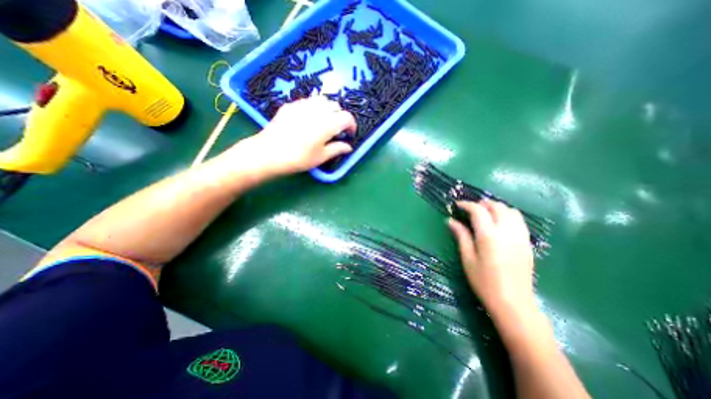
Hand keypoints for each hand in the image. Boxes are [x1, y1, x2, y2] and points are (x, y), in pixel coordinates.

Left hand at [235, 95, 355, 174]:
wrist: (269, 153)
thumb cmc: (299, 158)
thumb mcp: (321, 157)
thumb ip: (337, 149)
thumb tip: (348, 147)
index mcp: (328, 123)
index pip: (347, 117)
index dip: (351, 125)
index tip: (349, 134)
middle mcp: (317, 109)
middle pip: (335, 105)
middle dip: (340, 116)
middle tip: (337, 129)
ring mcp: (302, 104)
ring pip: (322, 100)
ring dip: (328, 109)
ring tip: (324, 122)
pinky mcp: (290, 105)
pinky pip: (307, 101)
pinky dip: (314, 107)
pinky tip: (308, 119)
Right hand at [446, 200, 536, 321]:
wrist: (513, 303)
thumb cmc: (484, 282)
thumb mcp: (467, 258)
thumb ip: (461, 236)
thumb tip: (450, 221)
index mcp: (489, 236)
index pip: (478, 211)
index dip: (467, 205)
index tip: (457, 205)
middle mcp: (507, 232)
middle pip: (497, 207)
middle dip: (482, 203)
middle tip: (471, 209)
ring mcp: (520, 237)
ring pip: (511, 211)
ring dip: (497, 208)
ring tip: (485, 213)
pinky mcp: (527, 243)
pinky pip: (519, 221)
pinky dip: (508, 215)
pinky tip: (500, 224)